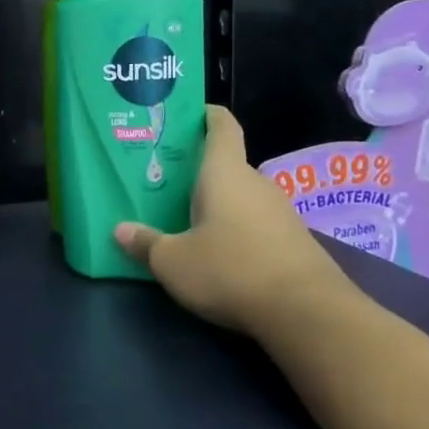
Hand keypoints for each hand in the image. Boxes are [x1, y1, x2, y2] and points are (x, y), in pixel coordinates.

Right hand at [114, 105, 339, 336]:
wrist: (308, 314)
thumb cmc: (230, 269)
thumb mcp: (172, 261)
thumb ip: (145, 243)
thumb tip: (120, 230)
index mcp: (224, 172)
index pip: (221, 126)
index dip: (205, 114)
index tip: (186, 114)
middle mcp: (255, 183)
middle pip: (225, 165)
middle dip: (197, 171)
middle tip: (164, 181)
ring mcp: (280, 212)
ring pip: (240, 196)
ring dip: (216, 203)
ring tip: (184, 218)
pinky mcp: (294, 242)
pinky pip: (255, 223)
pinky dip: (236, 229)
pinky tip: (218, 251)